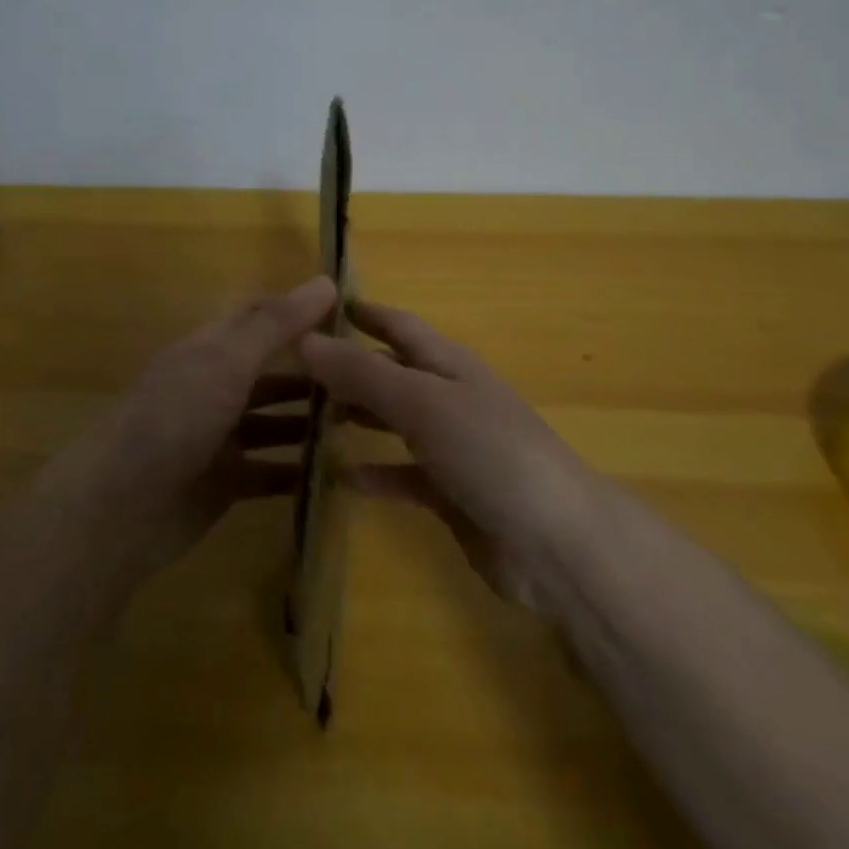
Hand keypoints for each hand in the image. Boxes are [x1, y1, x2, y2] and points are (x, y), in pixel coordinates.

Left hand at [34, 275, 336, 576]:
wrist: (118, 509)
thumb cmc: (173, 419)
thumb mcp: (227, 362)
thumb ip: (276, 324)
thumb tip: (326, 281)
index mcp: (209, 350)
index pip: (259, 317)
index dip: (299, 311)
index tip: (351, 314)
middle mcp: (213, 388)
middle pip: (270, 372)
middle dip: (313, 373)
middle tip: (370, 377)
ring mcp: (218, 438)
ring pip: (273, 422)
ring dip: (310, 422)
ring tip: (361, 423)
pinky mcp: (224, 483)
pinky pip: (270, 471)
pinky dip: (298, 471)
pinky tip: (337, 472)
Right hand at [298, 301, 597, 611]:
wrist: (553, 541)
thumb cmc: (489, 451)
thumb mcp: (422, 402)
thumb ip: (364, 373)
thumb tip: (305, 339)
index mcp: (449, 365)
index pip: (400, 327)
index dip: (366, 314)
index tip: (320, 307)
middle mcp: (449, 399)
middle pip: (393, 373)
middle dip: (351, 368)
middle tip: (295, 371)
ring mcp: (452, 447)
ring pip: (395, 422)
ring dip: (358, 417)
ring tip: (308, 419)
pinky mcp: (451, 493)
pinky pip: (403, 476)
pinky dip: (376, 475)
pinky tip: (341, 479)